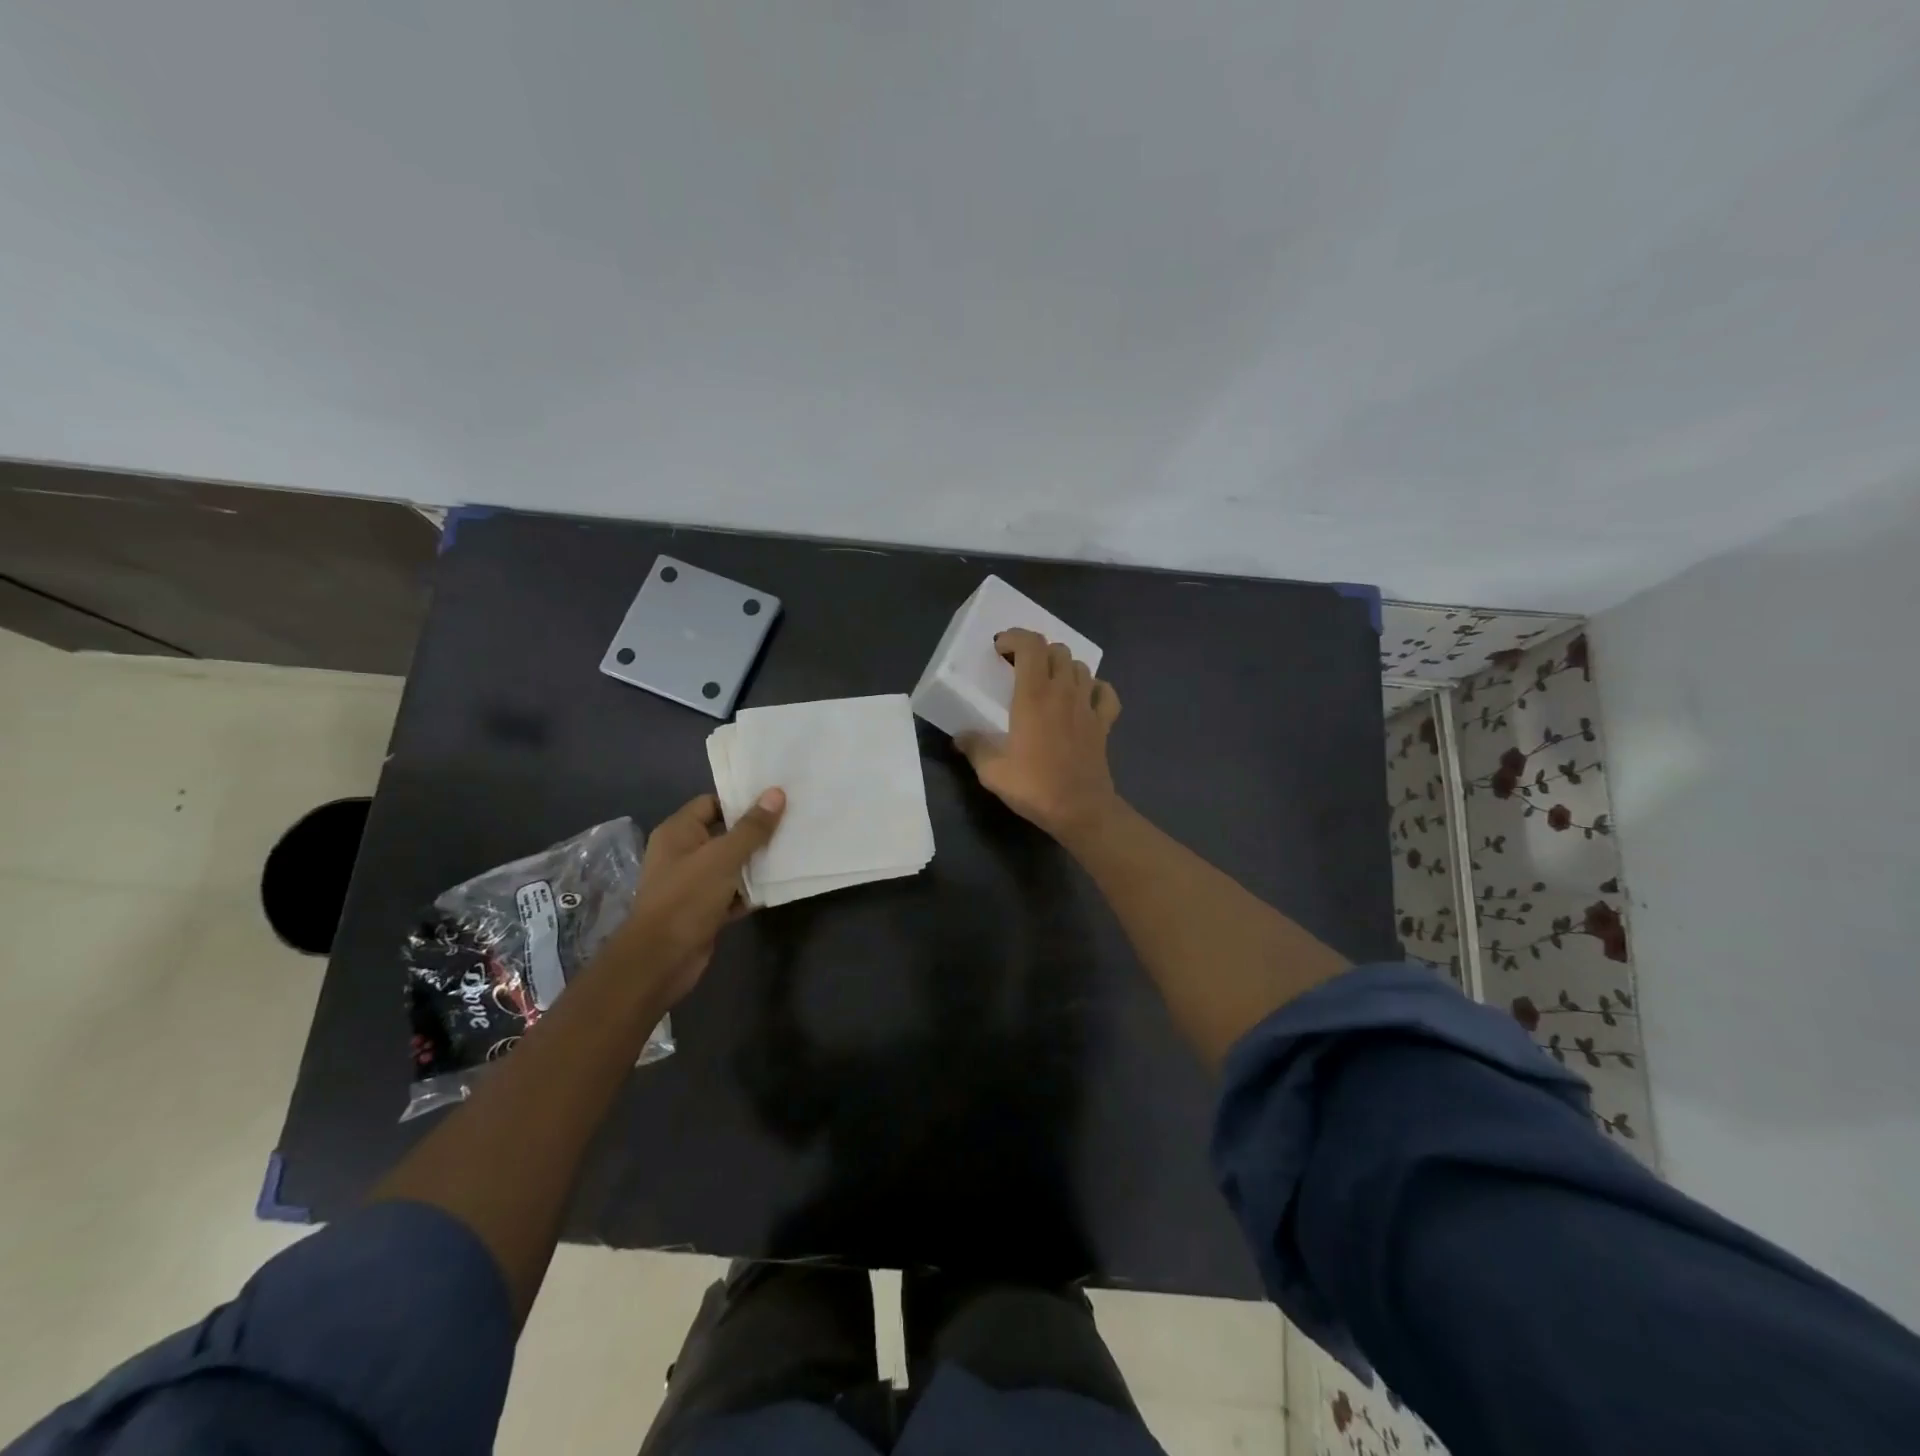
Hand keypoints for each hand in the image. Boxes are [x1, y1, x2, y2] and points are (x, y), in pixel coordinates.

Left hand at [611, 789, 785, 1004]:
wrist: (661, 960)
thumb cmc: (687, 898)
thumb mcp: (723, 857)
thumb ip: (752, 827)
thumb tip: (776, 793)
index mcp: (678, 832)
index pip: (712, 803)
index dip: (741, 800)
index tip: (775, 800)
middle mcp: (683, 853)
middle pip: (724, 833)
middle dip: (755, 831)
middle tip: (792, 822)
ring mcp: (693, 883)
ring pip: (731, 864)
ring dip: (756, 862)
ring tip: (792, 849)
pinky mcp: (704, 909)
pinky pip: (732, 892)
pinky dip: (751, 890)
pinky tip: (778, 886)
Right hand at [959, 628, 1121, 841]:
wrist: (1081, 810)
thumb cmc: (1035, 786)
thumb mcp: (992, 771)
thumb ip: (974, 747)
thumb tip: (960, 737)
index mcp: (1034, 696)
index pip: (1031, 645)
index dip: (1015, 637)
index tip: (1000, 649)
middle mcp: (1063, 691)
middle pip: (1057, 650)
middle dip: (1037, 651)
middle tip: (1019, 668)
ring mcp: (1088, 706)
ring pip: (1081, 667)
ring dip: (1063, 667)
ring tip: (1048, 682)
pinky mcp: (1104, 723)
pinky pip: (1105, 692)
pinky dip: (1095, 688)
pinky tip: (1084, 698)